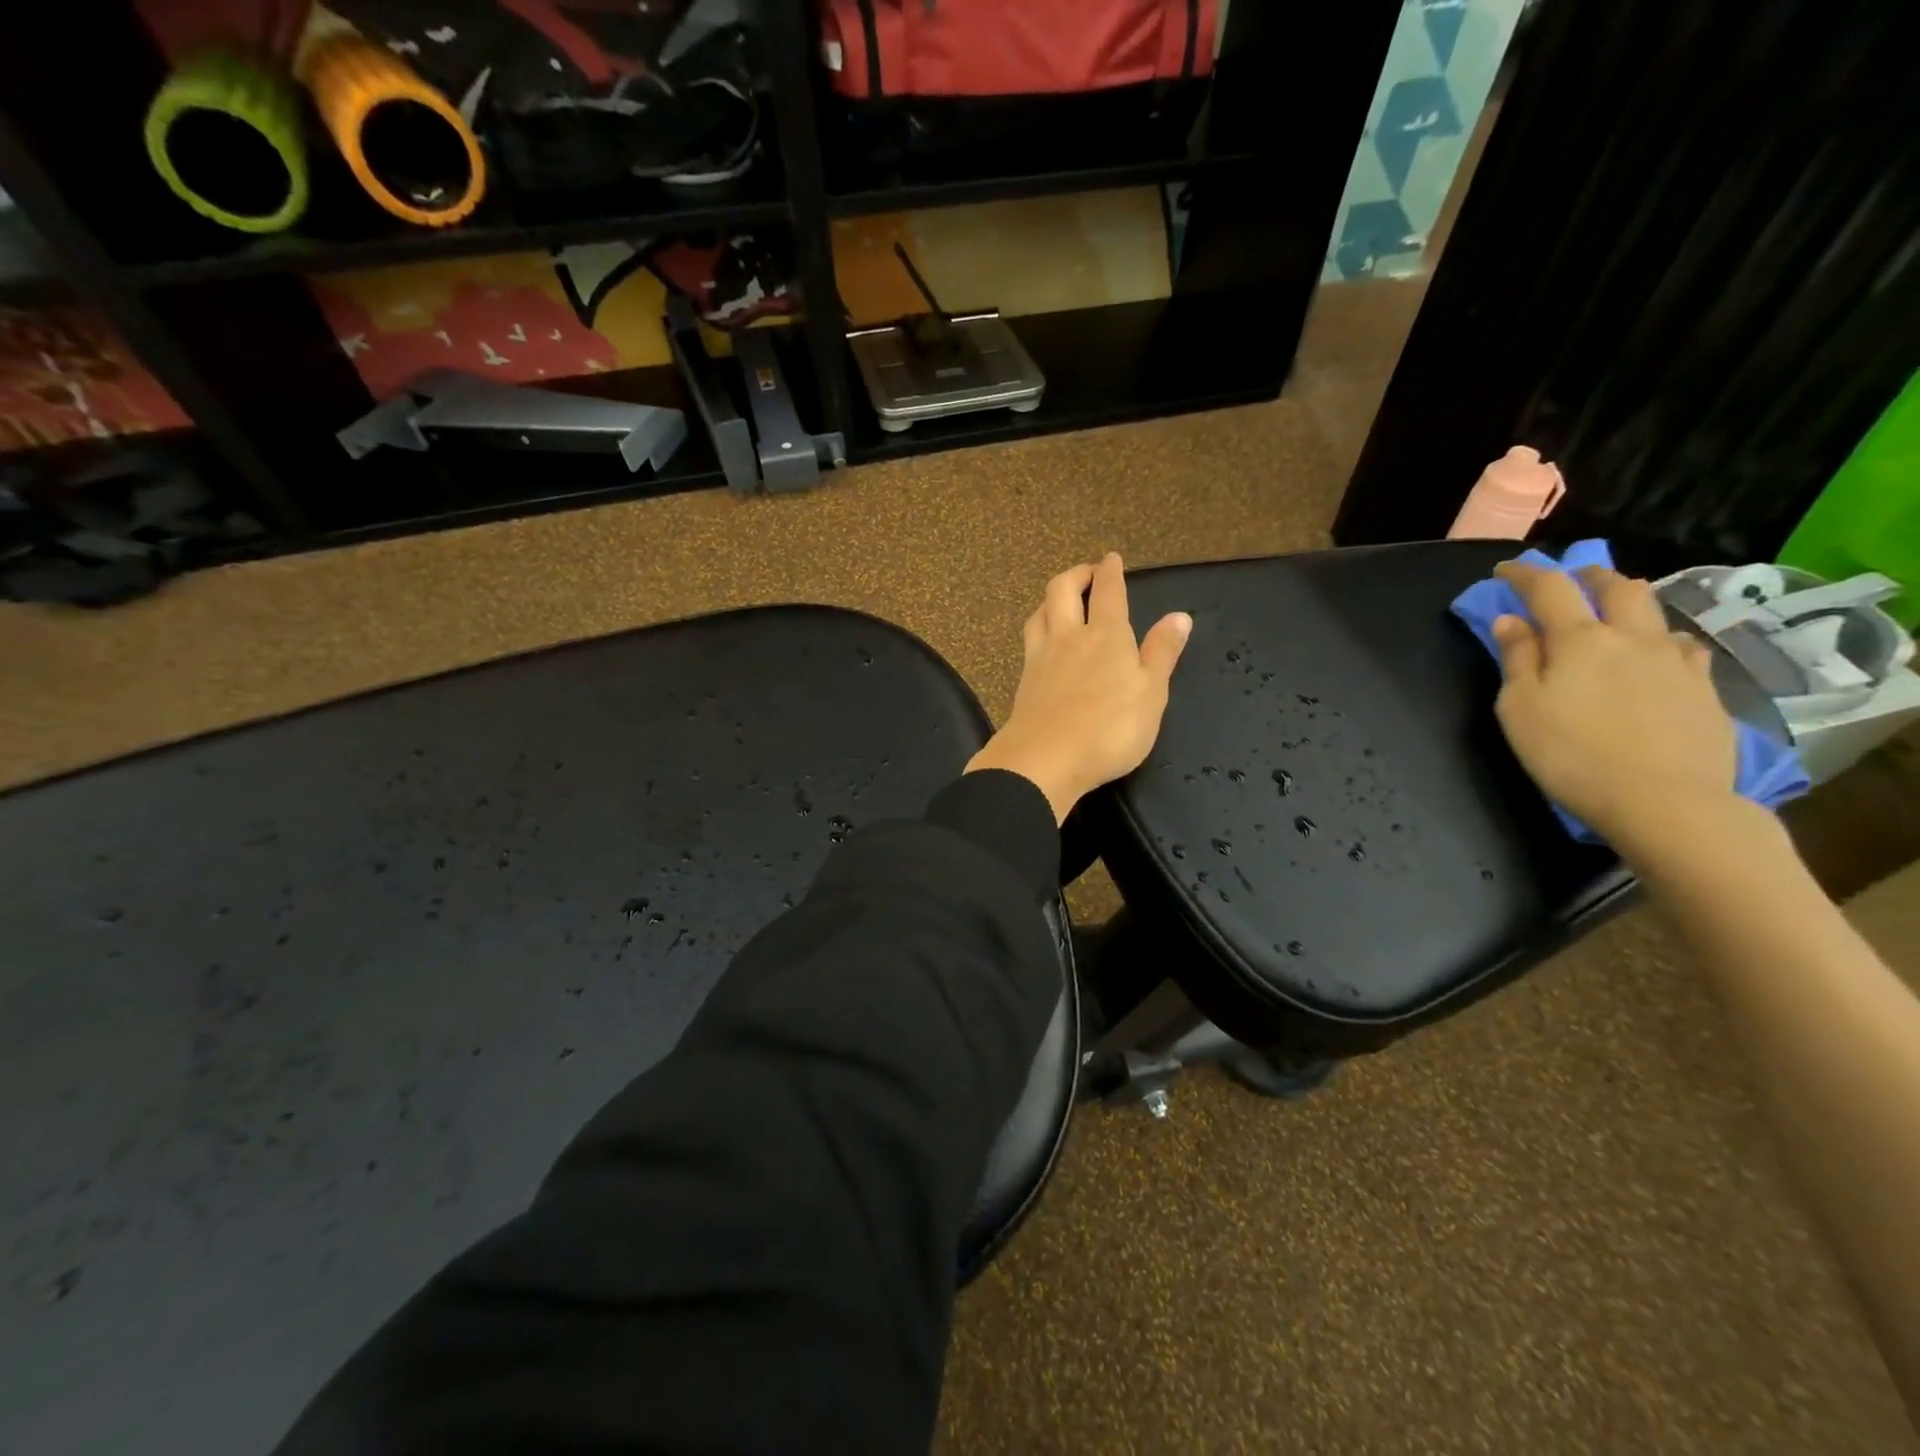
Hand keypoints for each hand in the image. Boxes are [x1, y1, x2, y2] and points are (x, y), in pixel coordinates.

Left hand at [967, 553, 1191, 822]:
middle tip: (1087, 572)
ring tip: (1060, 600)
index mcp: (1107, 636)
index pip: (1109, 592)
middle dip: (1076, 574)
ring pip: (1039, 613)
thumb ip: (1162, 653)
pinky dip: (1038, 628)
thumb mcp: (1151, 693)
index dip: (1110, 571)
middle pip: (1063, 591)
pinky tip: (1042, 641)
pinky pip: (1029, 641)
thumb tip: (1179, 616)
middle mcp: (1069, 637)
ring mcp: (1041, 658)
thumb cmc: (1110, 729)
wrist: (1045, 759)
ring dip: (1051, 599)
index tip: (1111, 558)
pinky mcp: (1023, 681)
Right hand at [1491, 562, 1737, 843]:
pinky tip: (1656, 656)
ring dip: (1627, 601)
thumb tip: (1510, 621)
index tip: (1505, 570)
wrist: (1664, 801)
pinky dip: (1660, 640)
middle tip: (1569, 581)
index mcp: (1579, 640)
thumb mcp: (1520, 709)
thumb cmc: (1570, 755)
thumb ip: (1516, 660)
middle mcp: (1631, 637)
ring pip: (1654, 611)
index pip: (1549, 589)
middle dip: (1587, 576)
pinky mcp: (1704, 687)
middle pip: (1615, 587)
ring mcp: (1675, 660)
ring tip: (1613, 613)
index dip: (1525, 574)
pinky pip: (1682, 647)